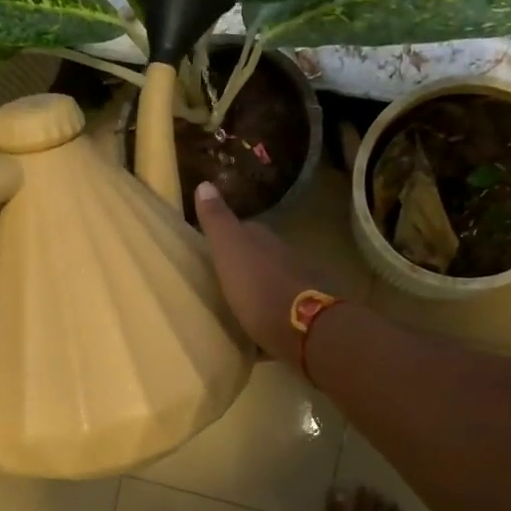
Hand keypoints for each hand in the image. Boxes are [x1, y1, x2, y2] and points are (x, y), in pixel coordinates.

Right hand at [194, 181, 334, 365]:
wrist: (302, 327)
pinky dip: (271, 310)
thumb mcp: (228, 250)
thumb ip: (217, 221)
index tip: (214, 246)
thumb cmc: (257, 286)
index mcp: (264, 240)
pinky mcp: (306, 313)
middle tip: (225, 275)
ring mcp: (299, 284)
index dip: (230, 236)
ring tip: (240, 301)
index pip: (246, 229)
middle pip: (262, 254)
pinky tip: (260, 324)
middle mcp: (285, 256)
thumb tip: (205, 184)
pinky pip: (282, 306)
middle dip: (246, 262)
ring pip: (274, 279)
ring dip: (260, 286)